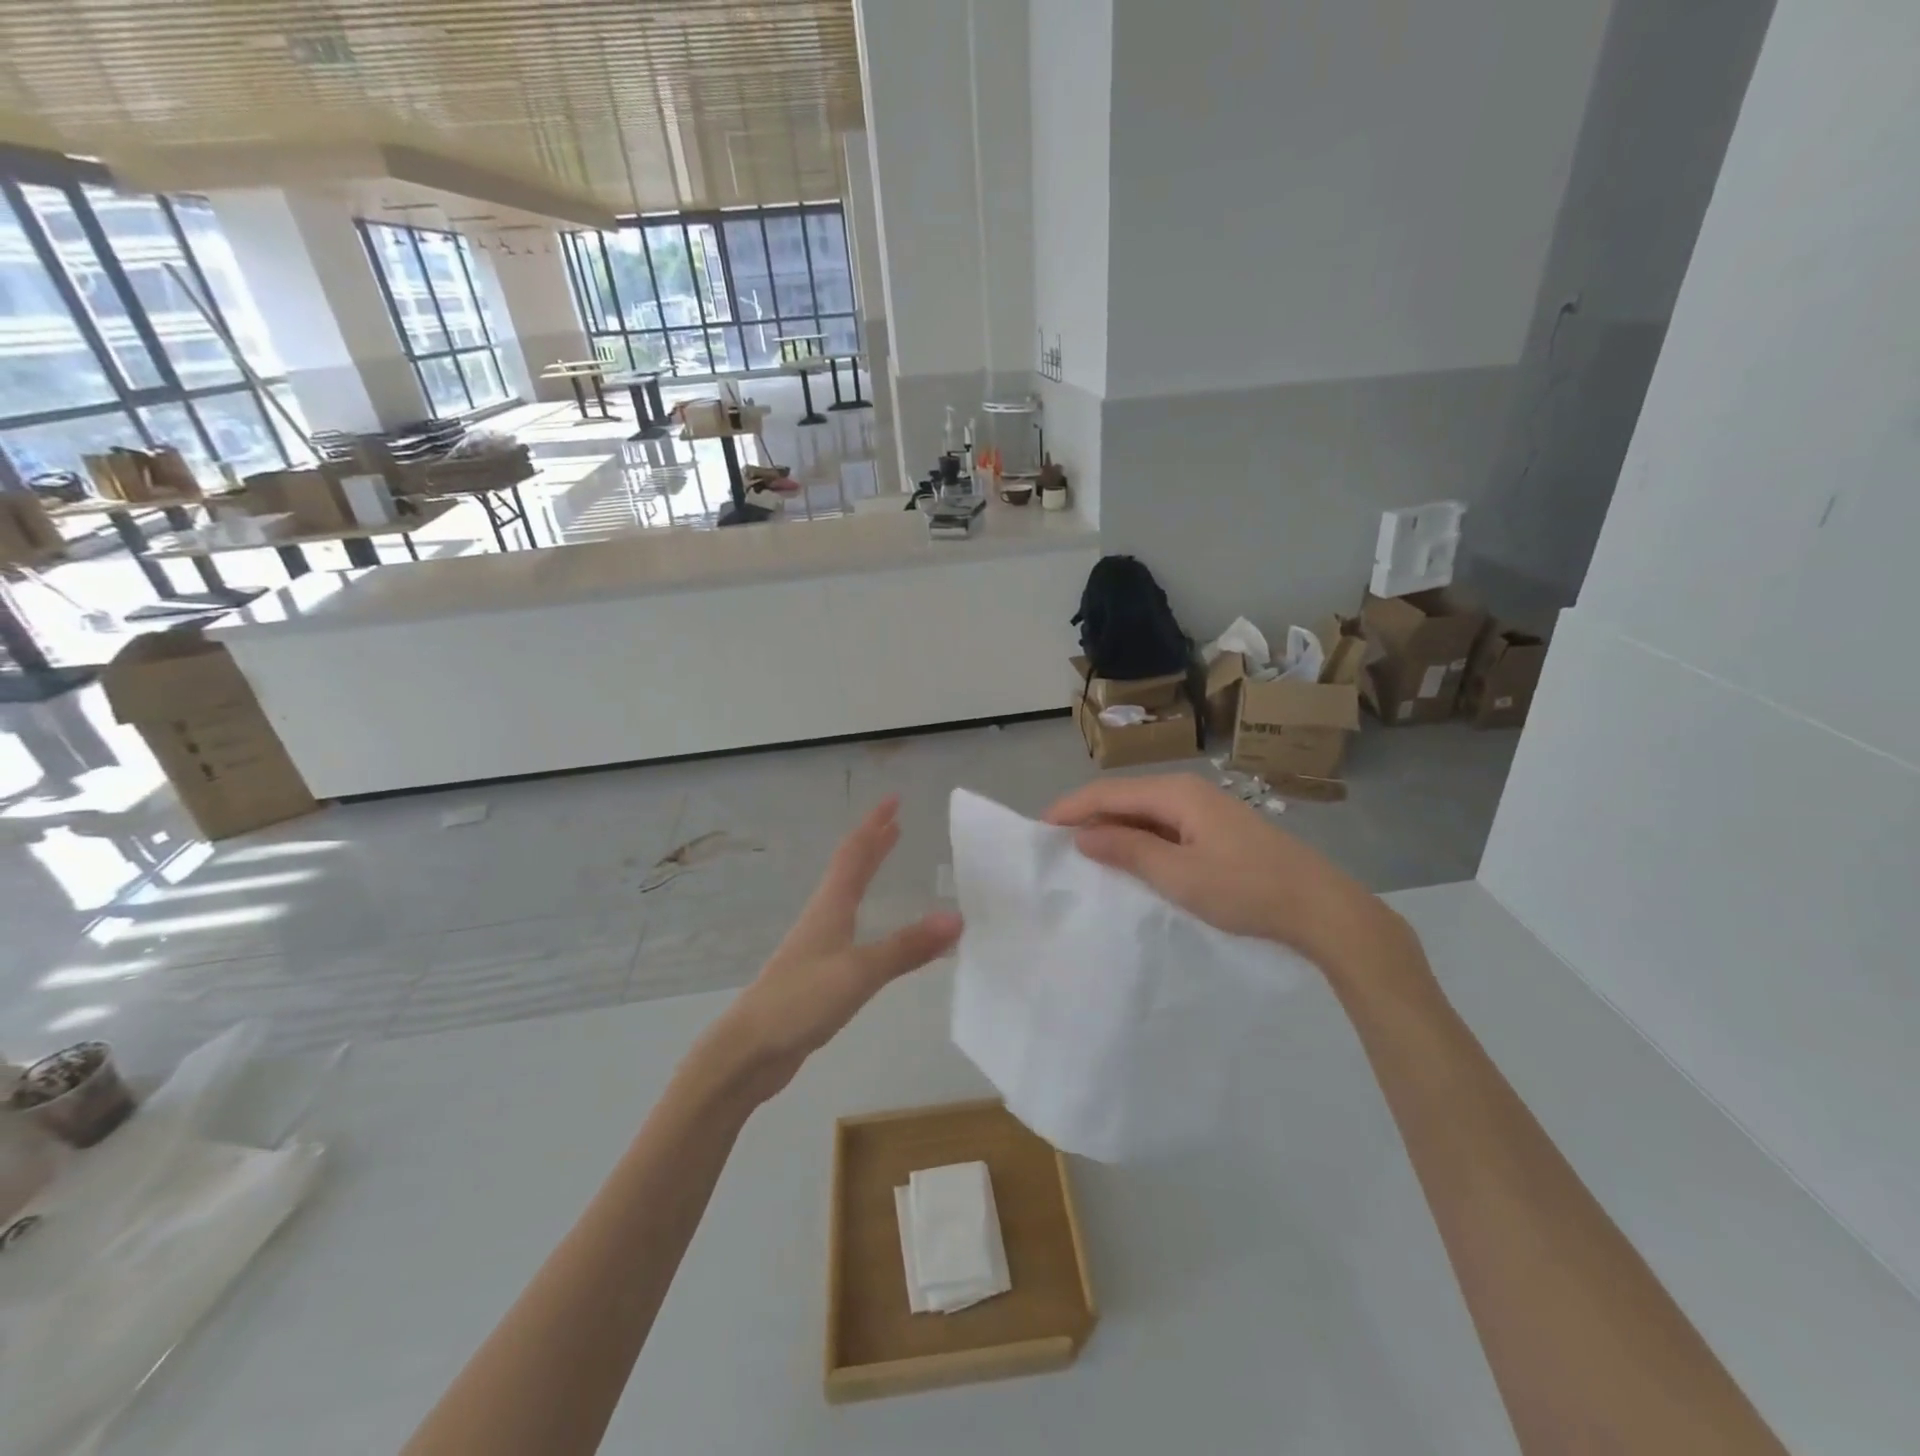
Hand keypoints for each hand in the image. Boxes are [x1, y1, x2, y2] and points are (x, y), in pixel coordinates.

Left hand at [706, 796, 961, 1102]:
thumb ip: (907, 947)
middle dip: (872, 843)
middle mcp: (822, 918)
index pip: (855, 853)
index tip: (894, 800)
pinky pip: (849, 927)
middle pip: (849, 869)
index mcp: (830, 907)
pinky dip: (867, 912)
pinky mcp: (817, 974)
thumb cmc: (800, 1001)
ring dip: (867, 872)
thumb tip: (957, 918)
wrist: (749, 1050)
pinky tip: (874, 929)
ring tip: (885, 861)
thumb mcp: (860, 972)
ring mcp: (816, 946)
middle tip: (895, 823)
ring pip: (846, 896)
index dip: (874, 825)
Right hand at [1043, 773, 1416, 986]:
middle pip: (1125, 798)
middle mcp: (1189, 792)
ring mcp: (1206, 811)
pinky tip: (1128, 861)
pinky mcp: (1218, 831)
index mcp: (1177, 793)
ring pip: (1144, 813)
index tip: (1038, 829)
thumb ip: (1127, 851)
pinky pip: (1164, 828)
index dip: (1071, 808)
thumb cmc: (1247, 889)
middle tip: (1055, 845)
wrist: (1323, 909)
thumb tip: (1083, 836)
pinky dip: (1139, 841)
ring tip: (1083, 854)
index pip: (1109, 792)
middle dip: (1088, 817)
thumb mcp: (1179, 875)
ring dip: (1113, 830)